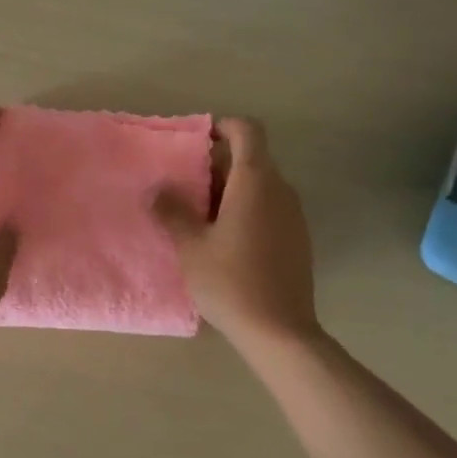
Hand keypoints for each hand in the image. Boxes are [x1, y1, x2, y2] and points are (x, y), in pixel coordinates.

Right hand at [156, 117, 320, 352]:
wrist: (279, 330)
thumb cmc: (230, 281)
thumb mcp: (190, 246)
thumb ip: (173, 211)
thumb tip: (159, 190)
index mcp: (255, 182)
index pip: (248, 131)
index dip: (223, 126)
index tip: (197, 142)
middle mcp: (280, 190)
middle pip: (252, 159)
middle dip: (218, 165)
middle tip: (185, 187)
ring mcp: (293, 216)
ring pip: (260, 186)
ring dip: (230, 191)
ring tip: (199, 217)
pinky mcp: (297, 239)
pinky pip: (269, 209)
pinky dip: (246, 211)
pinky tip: (224, 242)